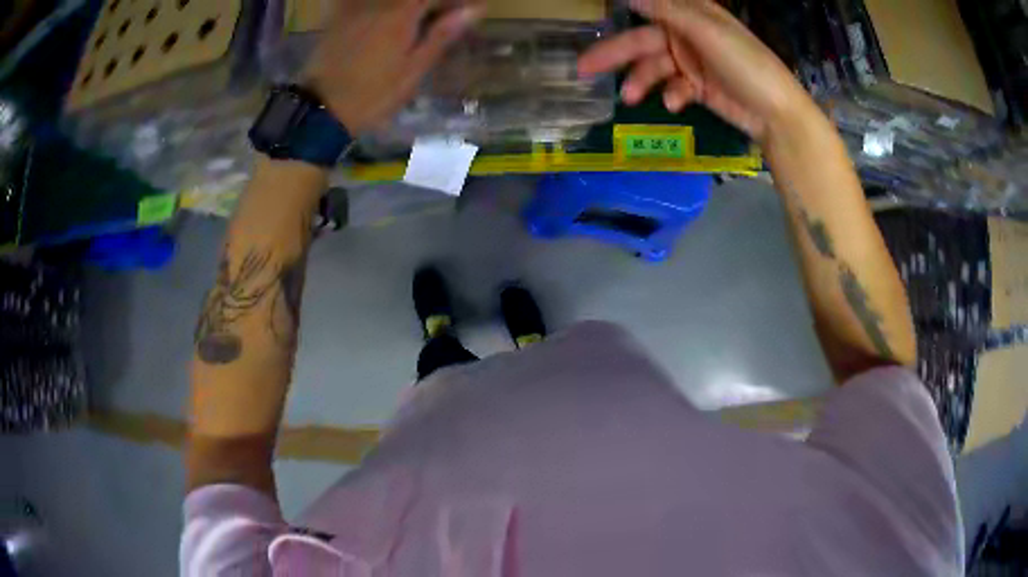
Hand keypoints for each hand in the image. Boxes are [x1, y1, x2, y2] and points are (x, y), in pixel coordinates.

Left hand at [303, 0, 483, 133]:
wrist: (322, 109)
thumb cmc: (373, 95)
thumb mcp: (414, 69)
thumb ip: (441, 34)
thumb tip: (473, 9)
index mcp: (401, 13)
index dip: (455, 1)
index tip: (469, 10)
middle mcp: (378, 2)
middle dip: (433, 4)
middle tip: (446, 17)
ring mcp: (355, 8)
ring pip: (391, 0)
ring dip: (411, 7)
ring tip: (420, 22)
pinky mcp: (339, 17)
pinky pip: (365, 3)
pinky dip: (384, 9)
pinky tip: (390, 21)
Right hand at [578, 0, 814, 142]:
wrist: (775, 113)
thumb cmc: (746, 64)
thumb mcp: (707, 31)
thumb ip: (668, 11)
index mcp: (691, 16)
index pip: (650, 8)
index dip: (625, 12)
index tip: (596, 19)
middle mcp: (687, 35)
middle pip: (643, 42)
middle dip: (615, 55)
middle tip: (583, 69)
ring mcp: (692, 62)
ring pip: (654, 68)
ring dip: (641, 82)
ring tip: (631, 98)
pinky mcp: (697, 88)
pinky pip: (673, 88)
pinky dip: (671, 96)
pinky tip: (676, 104)